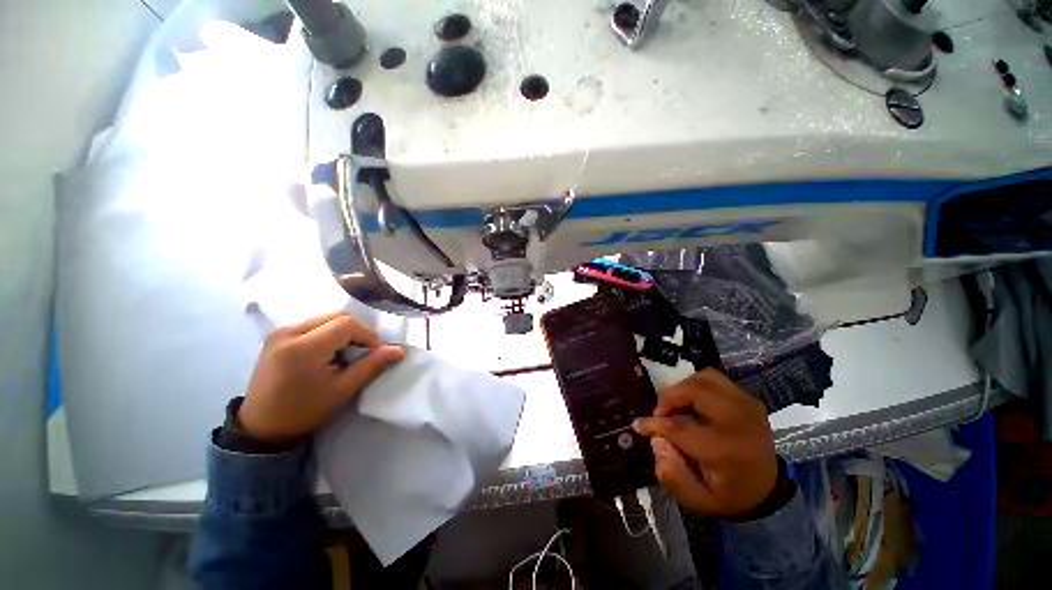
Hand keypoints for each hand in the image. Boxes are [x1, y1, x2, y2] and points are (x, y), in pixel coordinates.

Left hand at [237, 311, 403, 443]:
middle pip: (337, 316)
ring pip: (326, 317)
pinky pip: (314, 323)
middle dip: (358, 331)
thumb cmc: (303, 411)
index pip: (347, 324)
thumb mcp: (342, 390)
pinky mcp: (277, 335)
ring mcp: (280, 332)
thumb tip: (399, 350)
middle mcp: (288, 332)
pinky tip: (329, 352)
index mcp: (303, 348)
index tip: (375, 353)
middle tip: (363, 352)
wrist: (261, 426)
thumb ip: (371, 365)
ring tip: (346, 353)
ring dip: (344, 331)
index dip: (368, 335)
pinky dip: (329, 333)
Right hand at [633, 369, 777, 518]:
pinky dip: (696, 385)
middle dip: (669, 398)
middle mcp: (739, 421)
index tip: (639, 425)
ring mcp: (747, 405)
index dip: (653, 424)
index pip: (679, 428)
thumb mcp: (699, 501)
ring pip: (704, 377)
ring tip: (676, 405)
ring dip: (682, 388)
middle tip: (660, 414)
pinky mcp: (748, 397)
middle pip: (694, 390)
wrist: (768, 487)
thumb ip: (673, 476)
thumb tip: (656, 442)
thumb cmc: (729, 494)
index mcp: (726, 451)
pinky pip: (713, 378)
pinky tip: (692, 401)